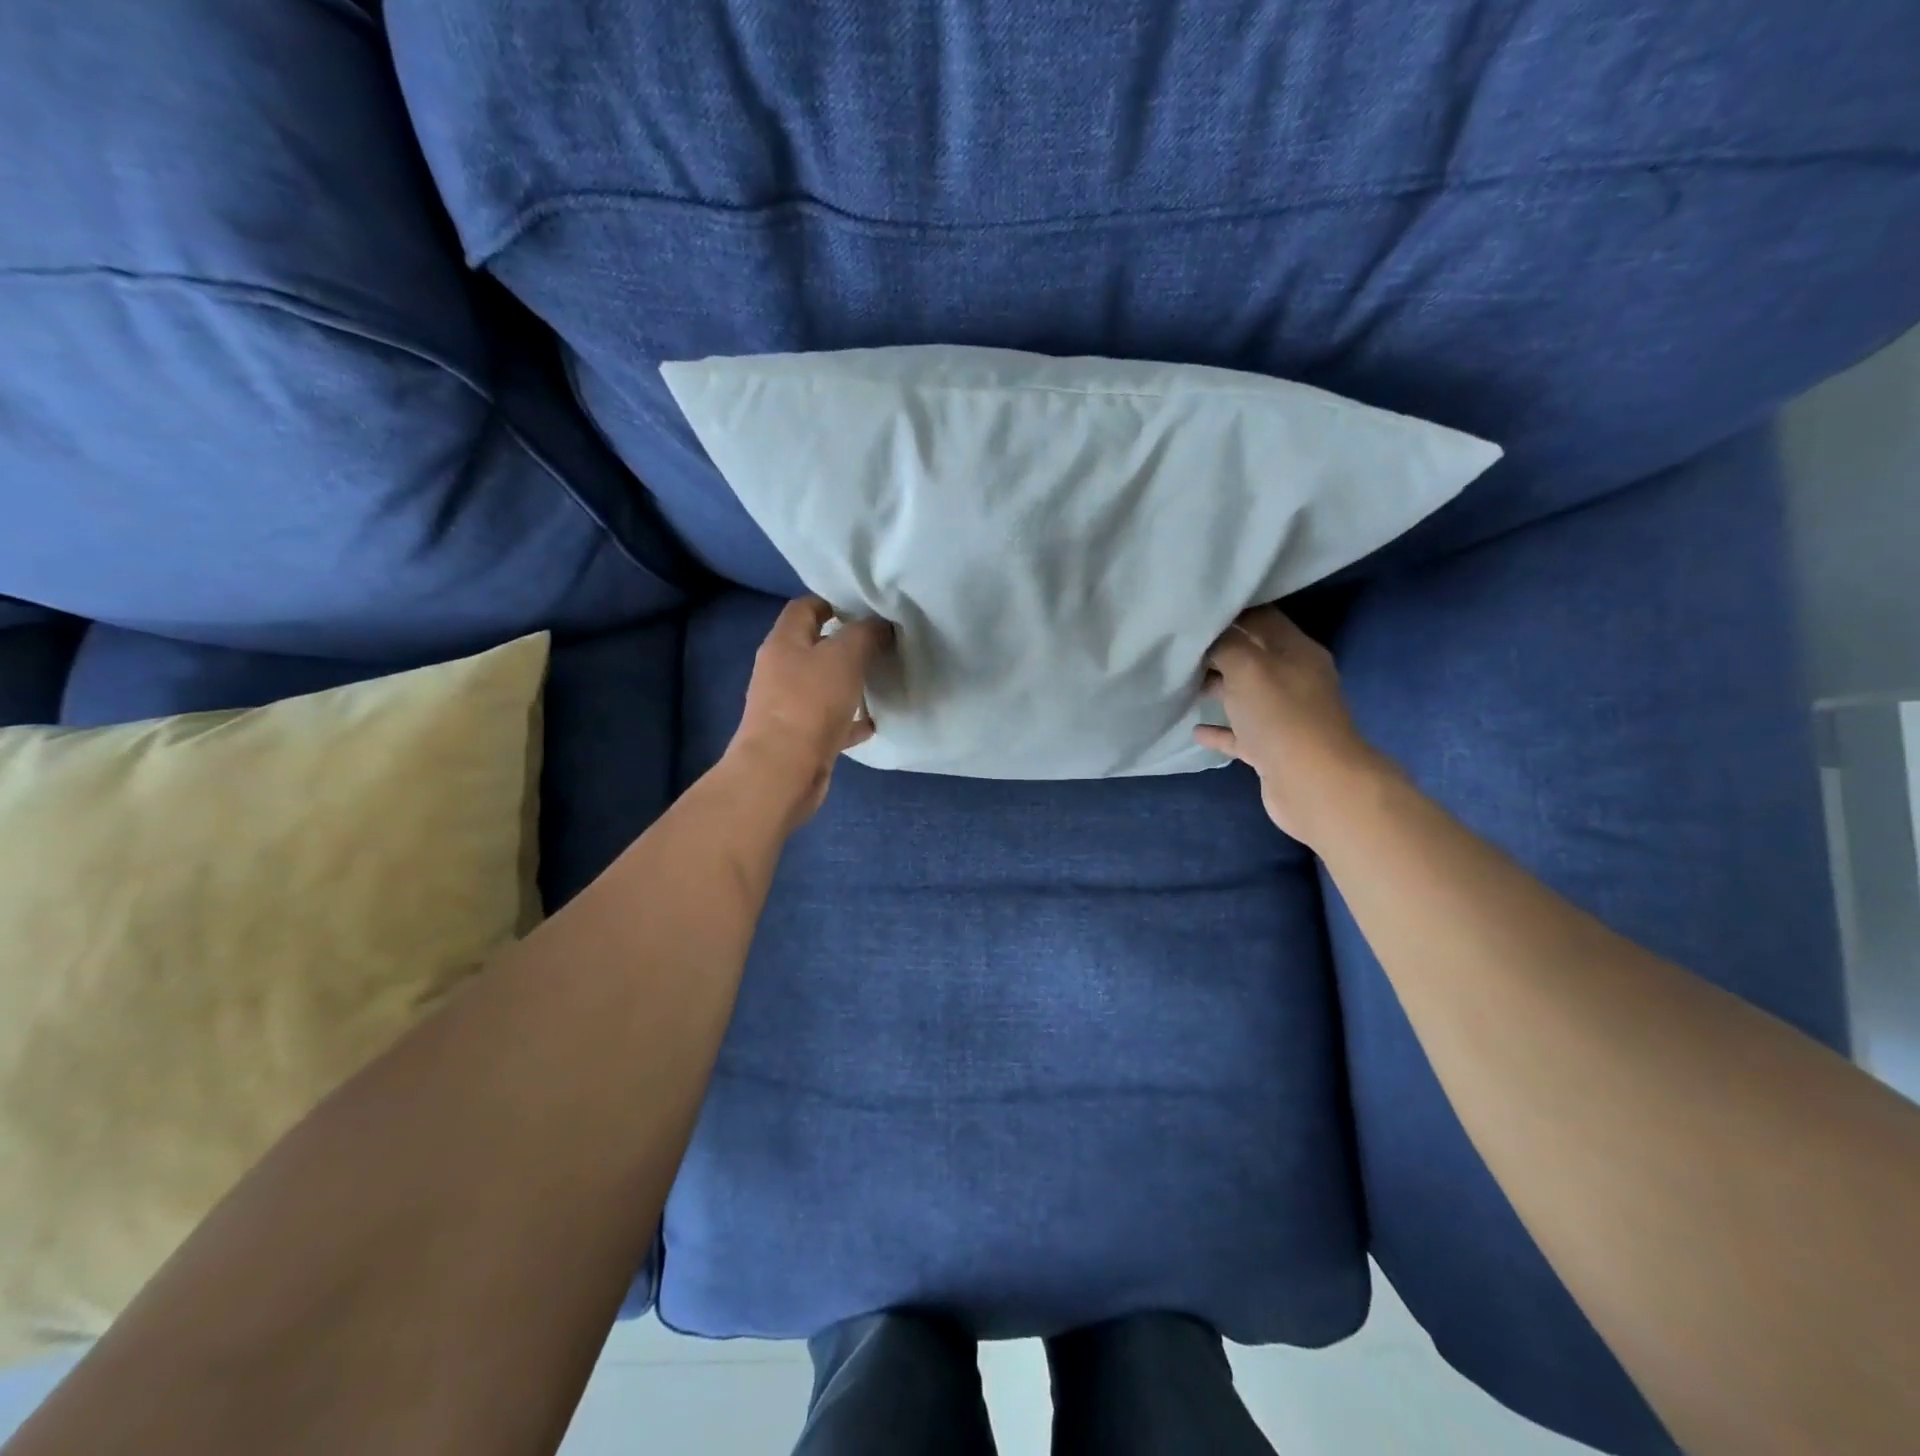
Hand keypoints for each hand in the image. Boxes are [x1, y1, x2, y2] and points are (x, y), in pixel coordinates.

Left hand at [727, 596, 893, 826]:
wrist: (782, 772)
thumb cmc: (811, 704)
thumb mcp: (845, 656)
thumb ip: (865, 634)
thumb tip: (880, 625)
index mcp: (784, 642)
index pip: (804, 607)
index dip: (832, 601)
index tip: (864, 609)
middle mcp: (780, 671)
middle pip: (813, 647)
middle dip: (845, 644)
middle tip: (880, 644)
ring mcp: (787, 706)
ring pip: (822, 685)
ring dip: (848, 683)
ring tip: (880, 681)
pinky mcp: (799, 738)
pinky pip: (828, 721)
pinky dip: (849, 720)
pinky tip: (872, 724)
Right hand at [1193, 605, 1389, 844]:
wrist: (1314, 784)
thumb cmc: (1280, 716)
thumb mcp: (1248, 667)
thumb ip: (1226, 644)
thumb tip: (1209, 636)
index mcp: (1296, 651)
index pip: (1262, 618)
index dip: (1230, 612)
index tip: (1195, 612)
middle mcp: (1294, 679)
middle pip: (1252, 656)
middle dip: (1218, 650)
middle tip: (1180, 648)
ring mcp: (1285, 717)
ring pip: (1245, 695)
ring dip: (1217, 689)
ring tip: (1181, 685)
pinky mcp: (1273, 749)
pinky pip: (1242, 734)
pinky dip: (1221, 730)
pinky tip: (1195, 729)